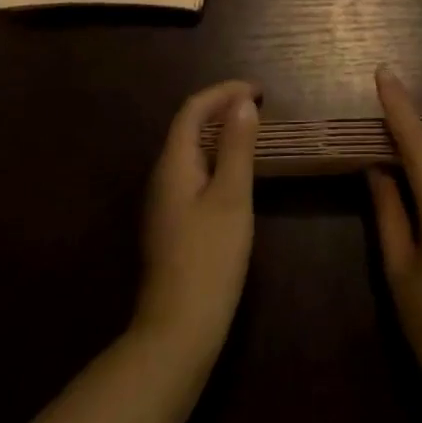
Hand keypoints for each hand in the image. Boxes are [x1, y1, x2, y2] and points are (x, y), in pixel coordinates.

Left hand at [134, 81, 258, 364]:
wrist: (177, 331)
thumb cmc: (209, 258)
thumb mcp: (232, 197)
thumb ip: (238, 147)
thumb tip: (242, 103)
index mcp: (173, 164)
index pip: (192, 110)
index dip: (223, 92)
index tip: (259, 91)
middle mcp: (162, 177)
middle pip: (188, 127)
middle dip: (222, 108)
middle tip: (259, 107)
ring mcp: (165, 203)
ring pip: (191, 151)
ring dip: (220, 133)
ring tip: (253, 132)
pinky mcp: (173, 224)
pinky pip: (194, 173)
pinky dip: (217, 158)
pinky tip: (237, 174)